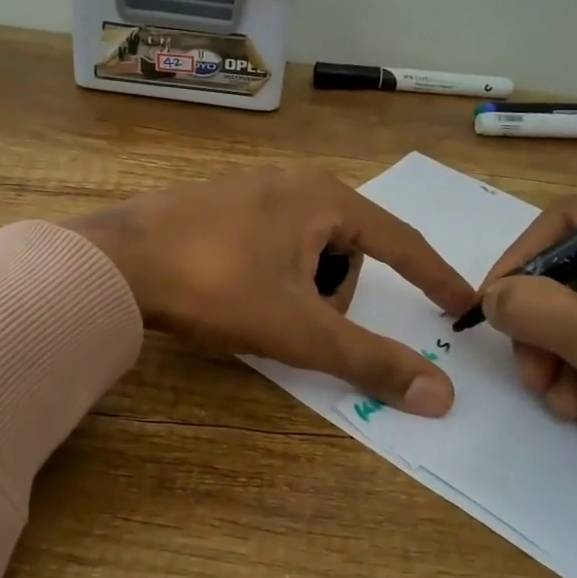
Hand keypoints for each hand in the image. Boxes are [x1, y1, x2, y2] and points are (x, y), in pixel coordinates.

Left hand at [63, 165, 474, 416]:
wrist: (115, 262)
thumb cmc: (217, 286)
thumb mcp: (300, 329)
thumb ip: (370, 360)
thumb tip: (441, 396)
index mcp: (325, 198)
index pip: (401, 241)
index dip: (434, 278)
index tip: (461, 305)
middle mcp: (293, 181)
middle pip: (347, 250)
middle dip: (334, 296)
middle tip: (298, 324)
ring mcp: (250, 187)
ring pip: (307, 249)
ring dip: (300, 289)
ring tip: (259, 311)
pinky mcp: (216, 203)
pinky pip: (270, 243)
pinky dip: (271, 275)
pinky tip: (234, 293)